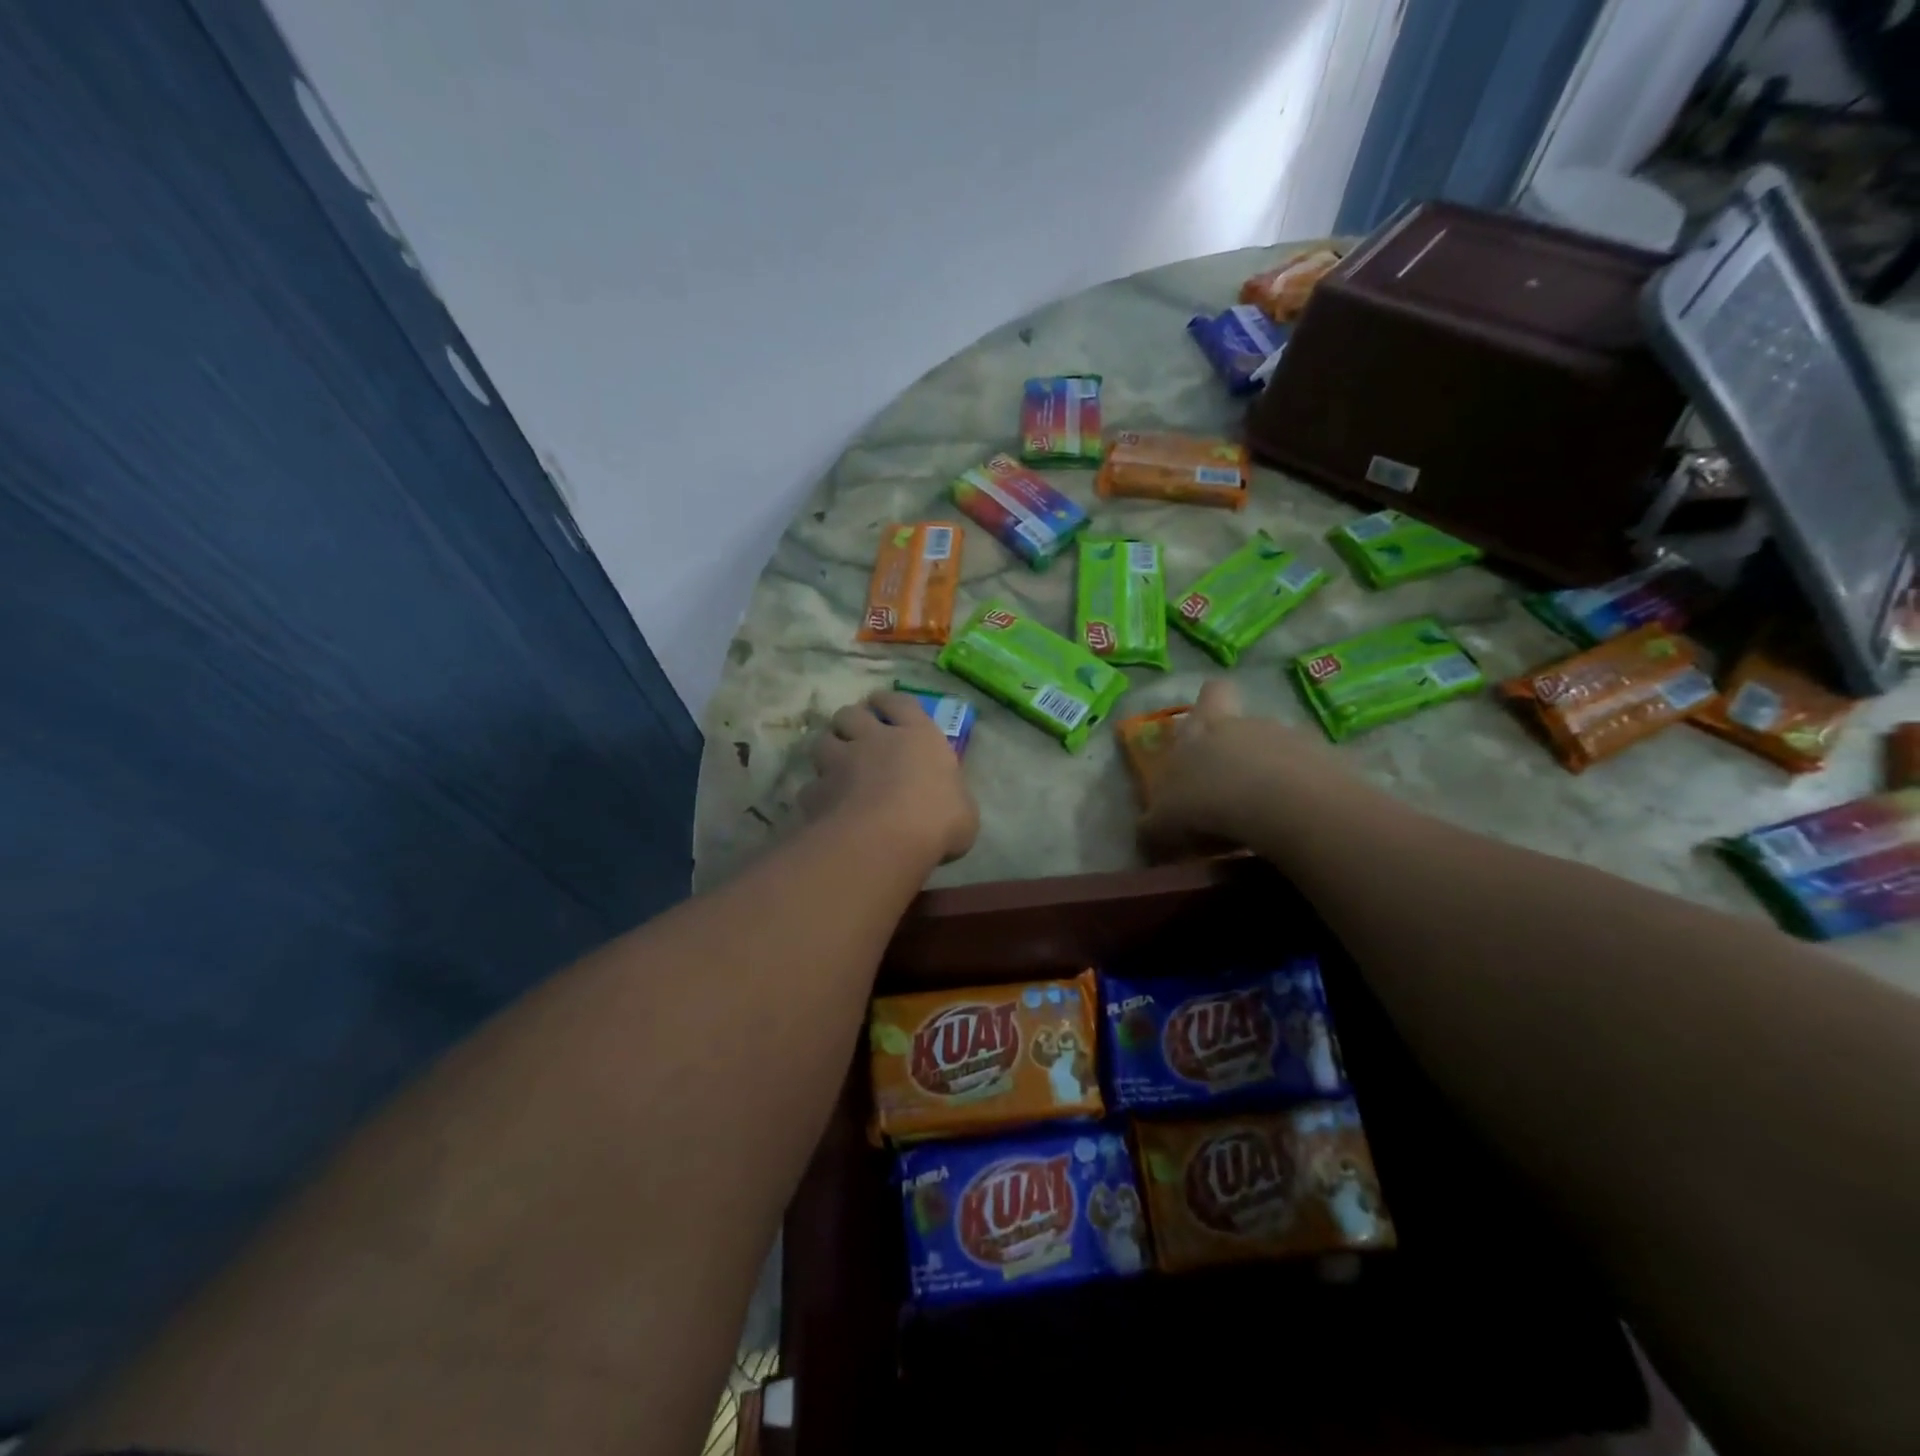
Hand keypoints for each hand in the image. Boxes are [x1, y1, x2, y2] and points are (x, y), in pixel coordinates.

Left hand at [800, 690, 978, 863]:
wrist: (886, 839)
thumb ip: (952, 800)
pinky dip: (817, 794)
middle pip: (852, 713)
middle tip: (856, 736)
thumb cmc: (937, 820)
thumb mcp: (964, 812)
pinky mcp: (816, 791)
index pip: (899, 702)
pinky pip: (811, 787)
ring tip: (835, 765)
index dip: (889, 703)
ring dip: (828, 750)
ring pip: (822, 741)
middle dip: (852, 722)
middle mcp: (876, 739)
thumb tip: (951, 807)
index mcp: (918, 735)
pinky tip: (825, 808)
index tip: (883, 706)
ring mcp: (841, 762)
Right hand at [1140, 679, 1352, 858]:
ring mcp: (1296, 742)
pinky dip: (1301, 801)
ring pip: (1280, 754)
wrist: (1286, 808)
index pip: (1212, 694)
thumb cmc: (1209, 802)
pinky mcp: (1332, 767)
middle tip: (1226, 793)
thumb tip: (1149, 832)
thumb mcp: (1164, 822)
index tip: (1205, 725)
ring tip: (1262, 821)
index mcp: (1207, 727)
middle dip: (1239, 755)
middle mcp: (1251, 725)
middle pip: (1246, 727)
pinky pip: (1312, 781)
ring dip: (1271, 780)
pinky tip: (1292, 829)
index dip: (1209, 705)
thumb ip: (1155, 824)